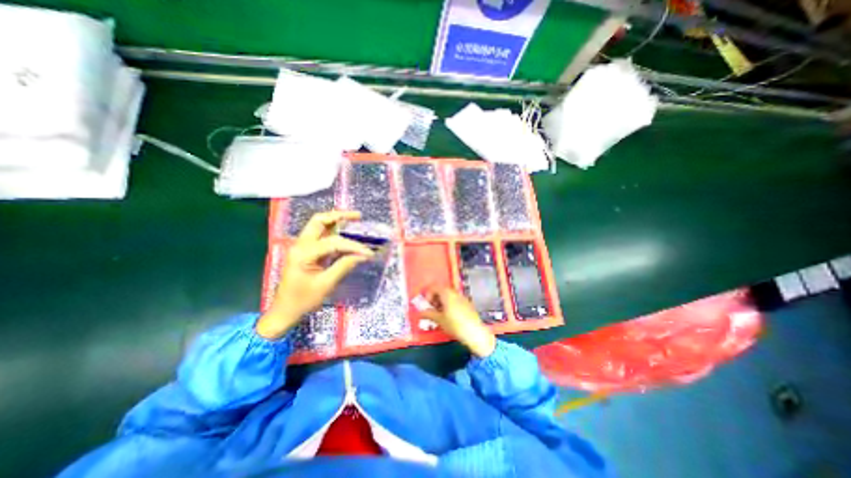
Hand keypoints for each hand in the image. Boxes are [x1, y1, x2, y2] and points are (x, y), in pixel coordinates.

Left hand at [257, 209, 372, 338]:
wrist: (284, 312)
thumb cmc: (303, 301)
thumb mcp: (325, 285)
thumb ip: (344, 266)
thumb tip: (363, 255)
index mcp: (303, 253)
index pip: (333, 243)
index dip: (353, 246)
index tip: (369, 253)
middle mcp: (300, 245)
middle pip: (319, 221)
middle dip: (339, 216)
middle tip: (358, 216)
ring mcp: (301, 247)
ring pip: (318, 225)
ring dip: (336, 221)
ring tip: (354, 220)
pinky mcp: (305, 252)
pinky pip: (320, 236)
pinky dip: (334, 231)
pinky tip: (346, 233)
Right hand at [420, 288, 495, 358]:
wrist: (475, 333)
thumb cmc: (455, 324)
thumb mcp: (439, 320)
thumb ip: (429, 314)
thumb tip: (420, 312)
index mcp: (447, 293)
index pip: (434, 287)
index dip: (428, 294)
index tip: (426, 305)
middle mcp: (455, 293)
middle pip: (442, 290)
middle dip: (435, 298)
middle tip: (431, 310)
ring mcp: (463, 298)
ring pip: (449, 296)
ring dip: (442, 302)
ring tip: (439, 314)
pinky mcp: (468, 304)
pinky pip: (455, 300)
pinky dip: (449, 305)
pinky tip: (449, 317)